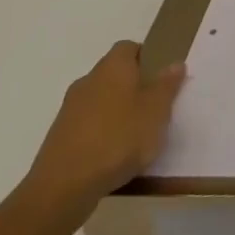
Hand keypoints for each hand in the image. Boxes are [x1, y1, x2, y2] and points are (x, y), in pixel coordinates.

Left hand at [18, 41, 184, 220]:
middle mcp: (89, 80)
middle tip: (152, 110)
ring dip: (115, 114)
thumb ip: (167, 85)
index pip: (129, 48)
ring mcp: (70, 109)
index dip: (146, 59)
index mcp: (113, 66)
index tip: (160, 79)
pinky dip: (99, 135)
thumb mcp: (156, 111)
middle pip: (114, 75)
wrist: (64, 186)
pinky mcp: (59, 137)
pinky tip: (111, 159)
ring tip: (134, 140)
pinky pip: (87, 127)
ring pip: (100, 102)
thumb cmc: (118, 138)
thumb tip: (175, 63)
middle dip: (132, 88)